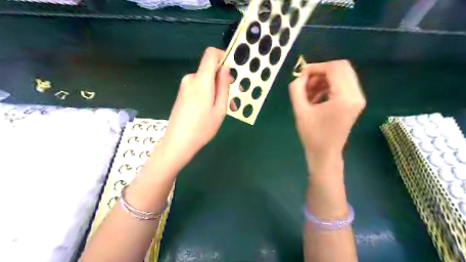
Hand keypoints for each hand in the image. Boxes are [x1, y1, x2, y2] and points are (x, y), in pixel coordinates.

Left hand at [161, 47, 231, 168]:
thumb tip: (226, 68)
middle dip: (223, 80)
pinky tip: (212, 110)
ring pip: (206, 81)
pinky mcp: (182, 94)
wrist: (178, 143)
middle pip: (210, 69)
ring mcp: (185, 87)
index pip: (211, 54)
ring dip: (217, 90)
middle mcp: (191, 79)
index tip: (232, 71)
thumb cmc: (202, 128)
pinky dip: (208, 94)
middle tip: (233, 99)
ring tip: (224, 109)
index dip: (223, 56)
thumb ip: (223, 86)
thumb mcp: (220, 109)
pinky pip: (199, 88)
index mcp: (201, 80)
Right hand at [290, 59, 365, 170]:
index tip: (301, 75)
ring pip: (342, 75)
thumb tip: (300, 75)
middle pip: (342, 68)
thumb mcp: (300, 111)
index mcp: (345, 97)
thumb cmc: (312, 135)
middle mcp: (356, 95)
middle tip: (306, 83)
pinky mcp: (355, 103)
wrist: (325, 154)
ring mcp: (358, 99)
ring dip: (324, 79)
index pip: (334, 68)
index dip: (316, 67)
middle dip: (321, 72)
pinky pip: (343, 85)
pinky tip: (316, 97)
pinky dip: (328, 86)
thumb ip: (297, 89)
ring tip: (308, 92)